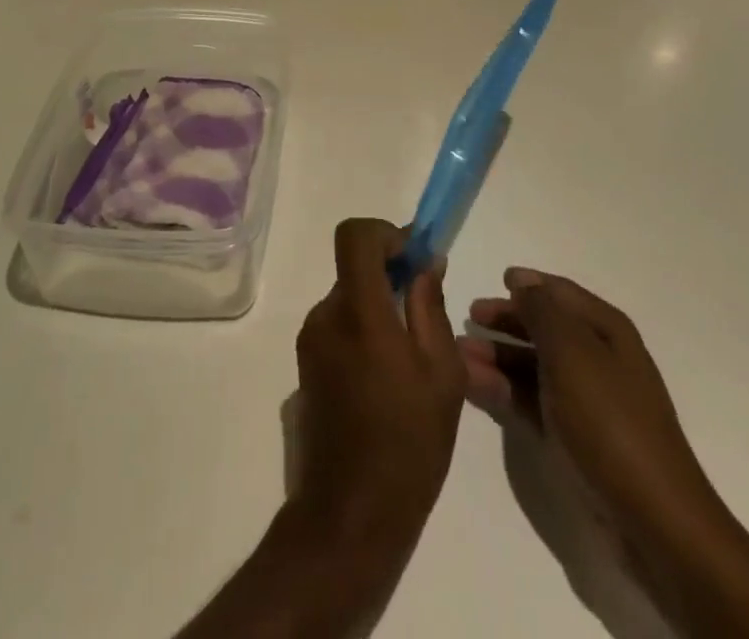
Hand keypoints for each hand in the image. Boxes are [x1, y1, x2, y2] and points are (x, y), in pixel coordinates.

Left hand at [292, 219, 466, 554]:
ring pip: (349, 297)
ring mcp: (310, 340)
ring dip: (378, 304)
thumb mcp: (442, 375)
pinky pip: (338, 324)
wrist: (350, 516)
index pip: (354, 236)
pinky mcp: (305, 363)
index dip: (385, 232)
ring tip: (410, 354)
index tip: (414, 256)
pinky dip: (363, 329)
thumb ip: (431, 307)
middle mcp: (326, 315)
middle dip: (390, 274)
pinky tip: (387, 376)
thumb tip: (427, 261)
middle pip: (354, 267)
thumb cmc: (408, 445)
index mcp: (359, 313)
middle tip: (424, 308)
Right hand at [461, 270, 724, 564]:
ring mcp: (587, 401)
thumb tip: (523, 281)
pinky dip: (504, 390)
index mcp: (606, 331)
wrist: (652, 520)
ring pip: (534, 366)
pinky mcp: (575, 438)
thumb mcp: (571, 352)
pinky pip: (532, 401)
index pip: (561, 293)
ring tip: (459, 354)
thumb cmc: (609, 420)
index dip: (530, 285)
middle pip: (545, 328)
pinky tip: (473, 384)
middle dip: (507, 320)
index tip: (496, 278)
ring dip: (498, 356)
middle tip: (468, 316)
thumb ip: (542, 311)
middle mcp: (599, 358)